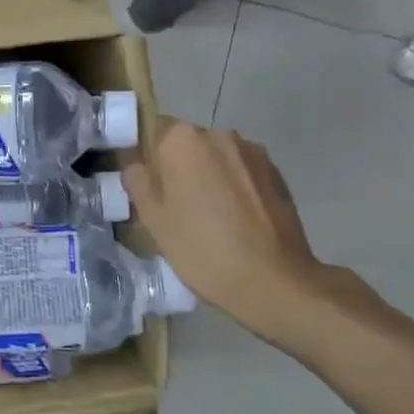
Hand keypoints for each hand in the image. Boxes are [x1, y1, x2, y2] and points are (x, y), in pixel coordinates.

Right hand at [122, 121, 335, 348]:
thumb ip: (137, 181)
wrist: (274, 281)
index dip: (148, 161)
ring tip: (210, 216)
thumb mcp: (152, 219)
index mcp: (182, 139)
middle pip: (186, 144)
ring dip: (209, 176)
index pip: (152, 133)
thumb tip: (137, 165)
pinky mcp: (276, 172)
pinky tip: (236, 220)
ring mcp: (252, 151)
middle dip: (179, 166)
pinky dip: (234, 187)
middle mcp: (218, 134)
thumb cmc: (201, 248)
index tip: (150, 191)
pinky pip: (241, 171)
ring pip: (216, 157)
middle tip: (176, 206)